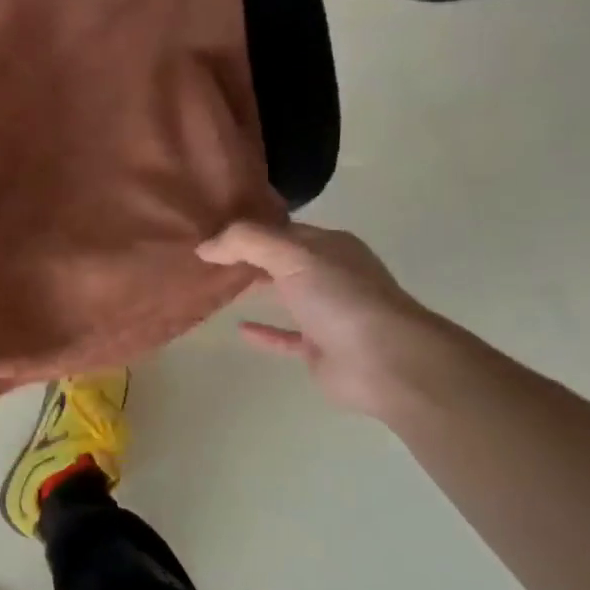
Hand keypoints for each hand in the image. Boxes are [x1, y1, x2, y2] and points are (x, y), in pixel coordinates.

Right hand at [198, 218, 447, 417]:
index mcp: (329, 246)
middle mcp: (330, 274)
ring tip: (216, 287)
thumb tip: (204, 246)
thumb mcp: (292, 256)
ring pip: (284, 295)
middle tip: (205, 257)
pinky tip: (239, 328)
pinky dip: (264, 332)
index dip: (248, 228)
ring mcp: (327, 312)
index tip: (209, 228)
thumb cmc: (341, 298)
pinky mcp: (320, 348)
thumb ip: (246, 243)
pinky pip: (285, 336)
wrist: (385, 362)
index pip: (282, 229)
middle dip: (249, 257)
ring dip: (256, 290)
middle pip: (282, 260)